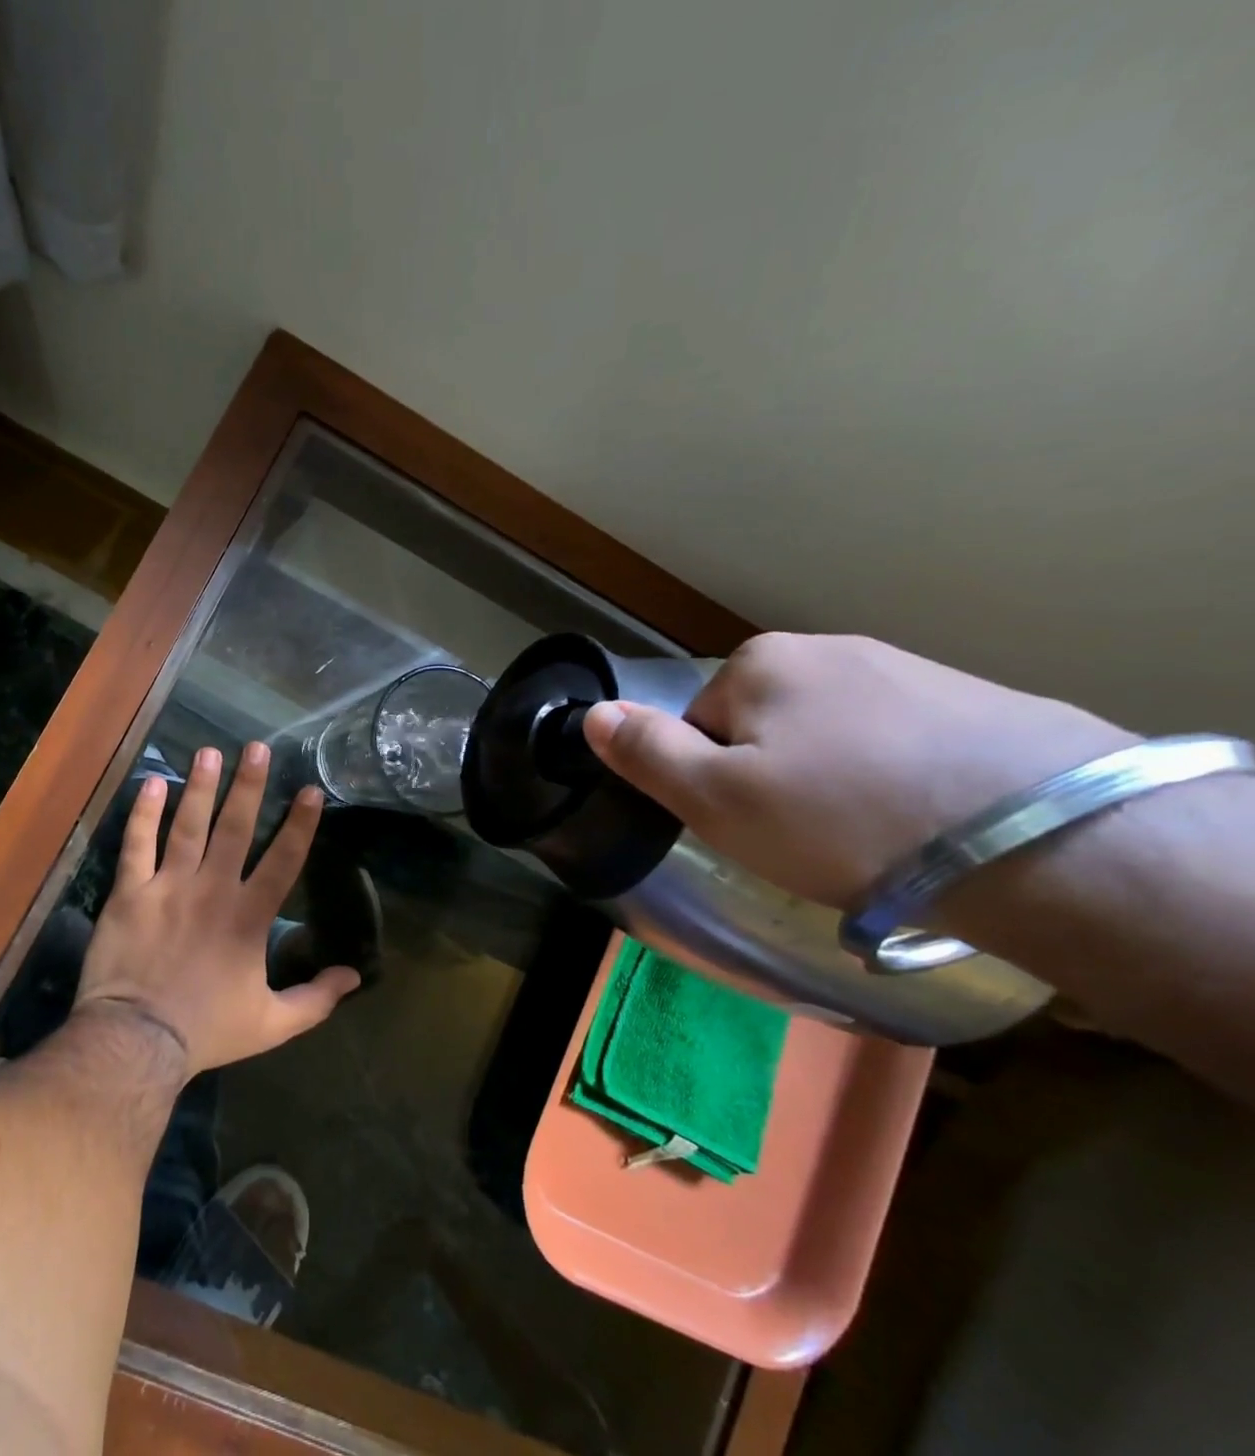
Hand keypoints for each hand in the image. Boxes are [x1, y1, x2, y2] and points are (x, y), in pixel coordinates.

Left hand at [74, 742, 359, 1075]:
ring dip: (200, 787)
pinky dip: (143, 813)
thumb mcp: (273, 1024)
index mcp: (248, 917)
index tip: (312, 790)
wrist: (137, 1040)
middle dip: (249, 786)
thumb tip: (355, 977)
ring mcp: (168, 886)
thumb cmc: (207, 1030)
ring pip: (187, 825)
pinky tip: (152, 782)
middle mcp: (212, 889)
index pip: (283, 861)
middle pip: (234, 828)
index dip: (300, 825)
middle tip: (256, 748)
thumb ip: (316, 999)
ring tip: (209, 752)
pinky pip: (137, 845)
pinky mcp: (130, 892)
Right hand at [583, 633, 1139, 909]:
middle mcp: (829, 648)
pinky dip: (892, 777)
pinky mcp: (975, 701)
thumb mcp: (717, 800)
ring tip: (870, 834)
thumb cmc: (844, 820)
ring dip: (832, 778)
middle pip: (763, 724)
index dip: (713, 780)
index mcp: (760, 663)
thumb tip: (591, 713)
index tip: (753, 823)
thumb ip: (645, 753)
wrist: (1047, 842)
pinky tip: (922, 819)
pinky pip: (896, 740)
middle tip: (808, 834)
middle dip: (772, 774)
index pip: (699, 724)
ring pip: (829, 734)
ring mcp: (908, 669)